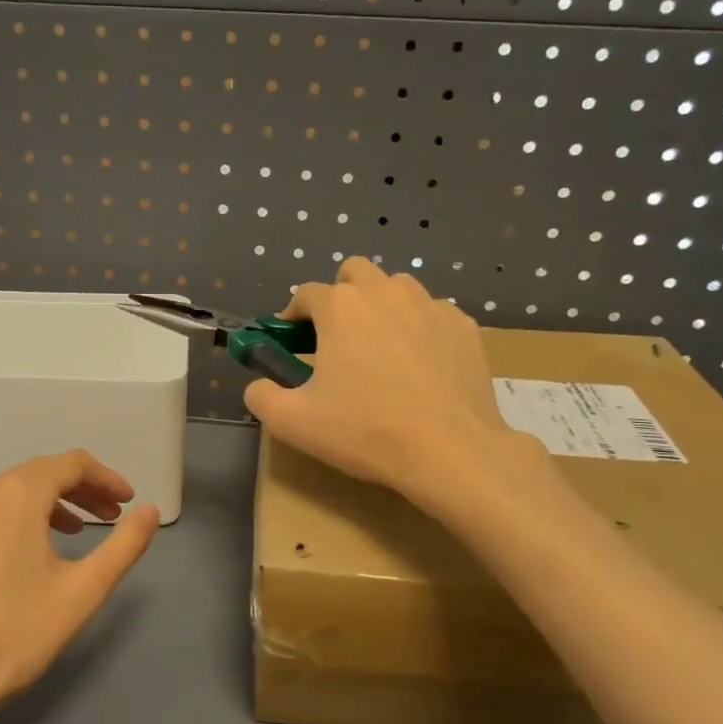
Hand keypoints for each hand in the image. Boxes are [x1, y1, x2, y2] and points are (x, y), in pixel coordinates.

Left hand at [0, 451, 159, 723]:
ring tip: (71, 533)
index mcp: (17, 495)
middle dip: (79, 490)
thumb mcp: (84, 590)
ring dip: (44, 506)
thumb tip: (150, 510)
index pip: (71, 464)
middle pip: (37, 474)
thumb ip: (125, 544)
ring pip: (5, 495)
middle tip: (108, 517)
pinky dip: (7, 524)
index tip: (127, 502)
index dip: (106, 478)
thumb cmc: (17, 634)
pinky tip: (16, 558)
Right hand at [245, 257, 533, 502]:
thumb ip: (261, 396)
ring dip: (382, 307)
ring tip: (381, 350)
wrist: (449, 450)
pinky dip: (420, 330)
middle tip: (338, 339)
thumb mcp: (292, 422)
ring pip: (398, 288)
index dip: (293, 316)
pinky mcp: (464, 326)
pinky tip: (421, 368)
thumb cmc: (364, 431)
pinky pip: (433, 314)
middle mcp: (386, 292)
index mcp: (340, 307)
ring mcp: (431, 305)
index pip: (305, 294)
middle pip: (355, 273)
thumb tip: (258, 385)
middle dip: (341, 296)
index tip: (292, 342)